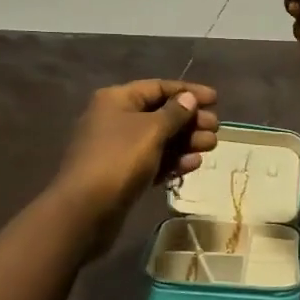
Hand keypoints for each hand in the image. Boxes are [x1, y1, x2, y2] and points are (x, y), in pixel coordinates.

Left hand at [52, 79, 219, 239]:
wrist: (84, 212)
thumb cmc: (118, 160)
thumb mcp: (151, 131)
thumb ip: (174, 113)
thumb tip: (188, 98)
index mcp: (117, 99)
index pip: (158, 87)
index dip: (188, 91)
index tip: (216, 99)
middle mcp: (115, 119)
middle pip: (160, 113)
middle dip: (190, 120)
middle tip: (215, 128)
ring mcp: (117, 148)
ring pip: (158, 139)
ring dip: (185, 141)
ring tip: (210, 146)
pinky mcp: (121, 175)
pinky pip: (152, 161)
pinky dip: (172, 161)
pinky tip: (193, 165)